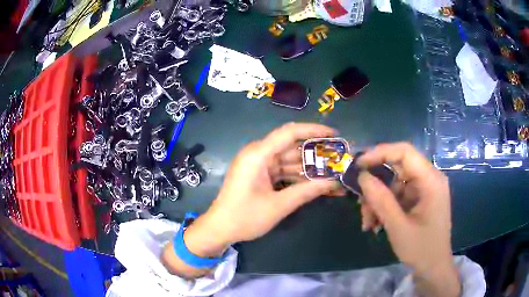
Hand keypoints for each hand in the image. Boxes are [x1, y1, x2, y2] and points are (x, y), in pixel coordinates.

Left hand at [162, 123, 339, 277]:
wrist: (219, 229)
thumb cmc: (245, 217)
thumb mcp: (279, 206)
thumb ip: (307, 192)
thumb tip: (334, 182)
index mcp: (258, 154)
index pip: (290, 133)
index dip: (314, 130)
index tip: (334, 134)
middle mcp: (258, 154)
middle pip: (292, 147)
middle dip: (316, 154)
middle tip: (339, 158)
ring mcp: (258, 165)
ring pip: (289, 161)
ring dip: (309, 168)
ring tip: (333, 173)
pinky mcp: (260, 175)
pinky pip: (283, 171)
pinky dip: (298, 177)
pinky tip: (317, 183)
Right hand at [357, 143, 459, 296]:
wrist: (433, 267)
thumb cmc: (421, 249)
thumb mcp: (398, 227)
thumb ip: (381, 200)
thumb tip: (362, 177)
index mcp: (431, 180)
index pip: (404, 152)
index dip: (380, 153)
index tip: (358, 165)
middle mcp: (429, 179)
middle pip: (397, 169)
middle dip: (376, 186)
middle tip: (361, 204)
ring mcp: (425, 189)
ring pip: (394, 183)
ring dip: (378, 200)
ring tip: (368, 222)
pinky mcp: (420, 199)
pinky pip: (398, 195)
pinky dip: (385, 206)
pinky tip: (376, 223)